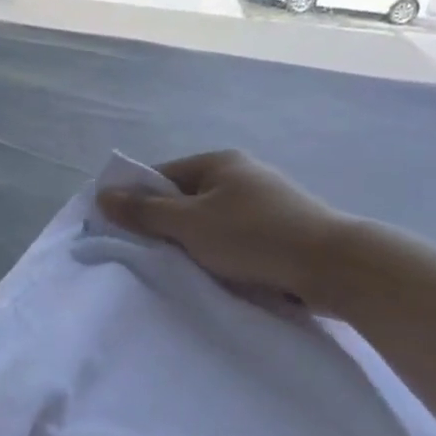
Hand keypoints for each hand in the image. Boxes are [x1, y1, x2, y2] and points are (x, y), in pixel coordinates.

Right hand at [98, 150, 356, 310]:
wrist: (333, 266)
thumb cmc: (253, 237)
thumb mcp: (189, 223)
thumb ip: (144, 211)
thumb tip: (102, 194)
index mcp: (218, 162)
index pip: (161, 176)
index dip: (137, 200)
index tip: (122, 230)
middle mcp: (242, 175)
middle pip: (186, 199)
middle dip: (166, 225)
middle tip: (149, 254)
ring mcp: (265, 202)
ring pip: (211, 222)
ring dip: (194, 243)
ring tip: (181, 268)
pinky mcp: (281, 231)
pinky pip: (235, 239)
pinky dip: (221, 253)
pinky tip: (216, 273)